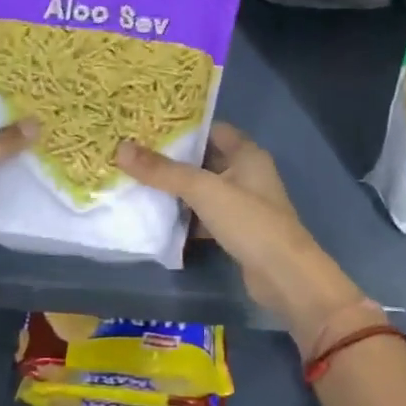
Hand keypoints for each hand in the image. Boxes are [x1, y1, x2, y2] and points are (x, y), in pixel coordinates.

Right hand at [115, 123, 370, 354]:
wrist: (284, 276)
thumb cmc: (249, 221)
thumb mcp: (203, 190)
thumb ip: (163, 171)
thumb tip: (121, 148)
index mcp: (247, 154)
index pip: (212, 130)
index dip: (183, 128)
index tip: (147, 128)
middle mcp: (247, 174)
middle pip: (204, 160)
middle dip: (172, 161)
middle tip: (133, 156)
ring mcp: (243, 205)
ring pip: (203, 191)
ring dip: (176, 191)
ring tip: (136, 184)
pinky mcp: (237, 232)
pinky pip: (205, 217)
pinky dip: (185, 218)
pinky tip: (157, 220)